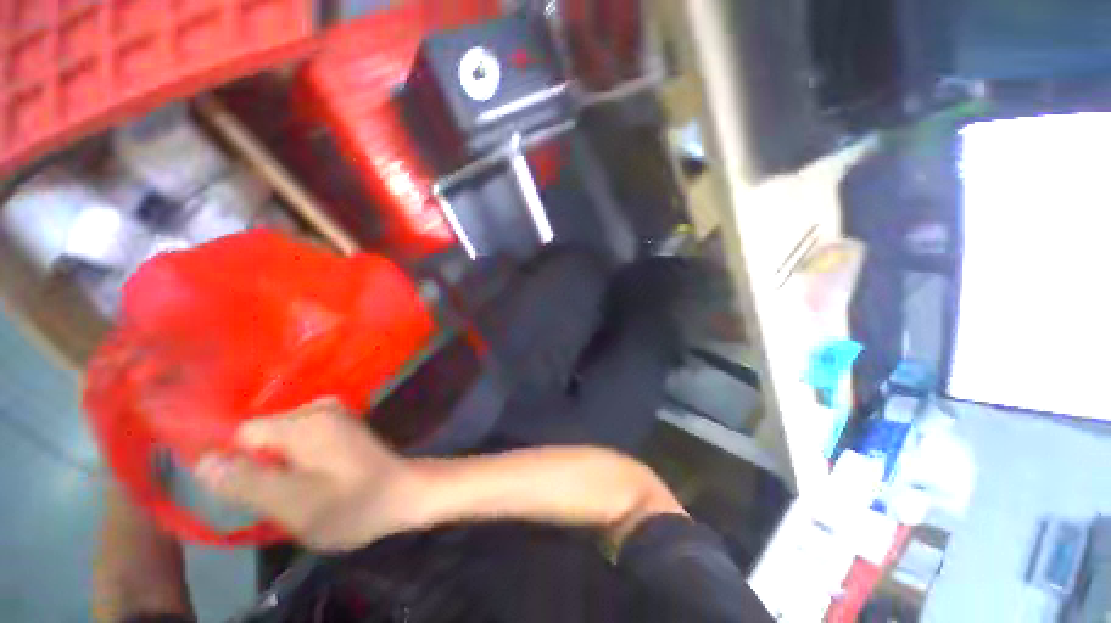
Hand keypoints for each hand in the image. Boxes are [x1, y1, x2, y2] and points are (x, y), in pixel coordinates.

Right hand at [195, 398, 426, 551]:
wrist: (403, 494)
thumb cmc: (352, 503)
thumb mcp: (293, 503)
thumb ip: (246, 481)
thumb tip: (202, 460)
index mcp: (305, 421)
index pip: (243, 434)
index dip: (239, 465)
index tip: (254, 491)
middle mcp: (319, 408)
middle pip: (263, 436)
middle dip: (262, 466)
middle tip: (284, 494)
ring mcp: (335, 415)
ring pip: (281, 441)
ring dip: (281, 466)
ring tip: (301, 489)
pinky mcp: (343, 427)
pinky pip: (302, 440)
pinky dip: (299, 460)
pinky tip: (315, 478)